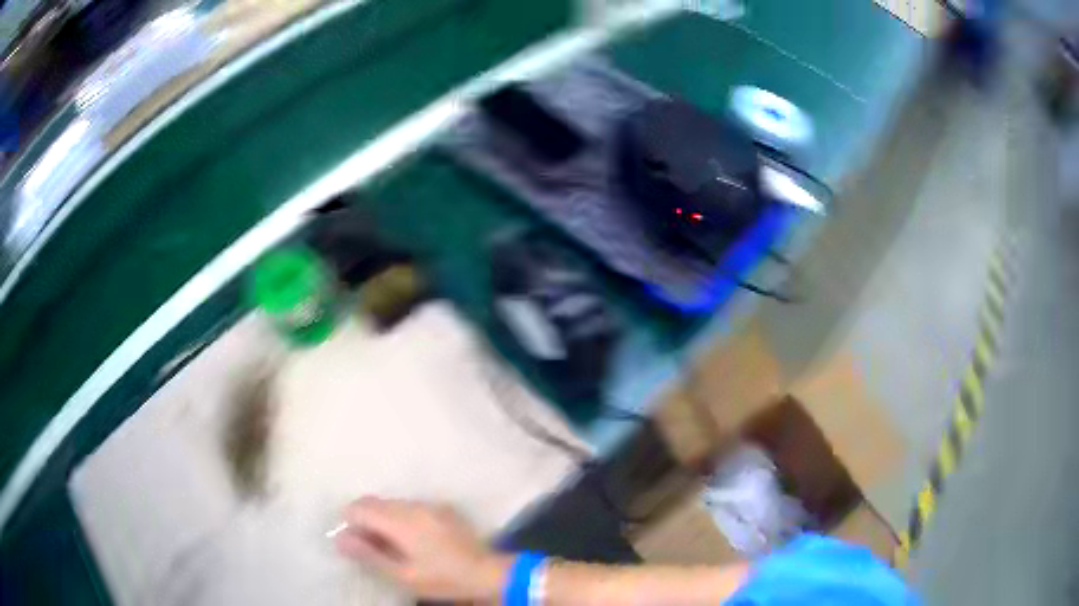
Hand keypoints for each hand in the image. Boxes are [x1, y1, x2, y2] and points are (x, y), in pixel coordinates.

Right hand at [334, 497, 511, 601]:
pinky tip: (411, 539)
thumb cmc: (443, 579)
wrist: (488, 573)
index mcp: (401, 521)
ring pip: (391, 503)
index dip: (349, 523)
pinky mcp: (442, 508)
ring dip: (382, 518)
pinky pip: (410, 505)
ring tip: (390, 545)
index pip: (359, 508)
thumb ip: (369, 555)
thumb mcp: (403, 575)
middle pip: (373, 502)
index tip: (354, 544)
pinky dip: (400, 517)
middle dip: (363, 519)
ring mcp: (429, 504)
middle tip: (370, 546)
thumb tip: (339, 539)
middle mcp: (413, 505)